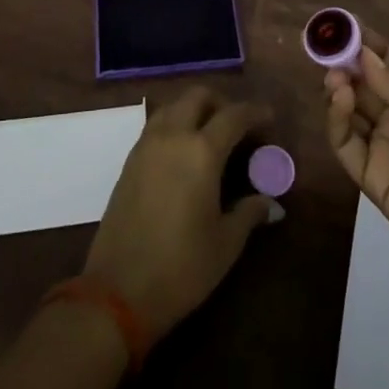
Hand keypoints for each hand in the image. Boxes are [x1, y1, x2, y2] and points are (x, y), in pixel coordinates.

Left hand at [83, 87, 276, 336]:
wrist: (117, 291)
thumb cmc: (181, 268)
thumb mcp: (225, 244)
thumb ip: (250, 213)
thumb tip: (271, 202)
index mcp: (202, 151)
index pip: (234, 115)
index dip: (255, 112)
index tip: (270, 118)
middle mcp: (173, 136)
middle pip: (198, 96)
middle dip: (222, 102)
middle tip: (237, 125)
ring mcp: (146, 145)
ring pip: (173, 106)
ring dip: (194, 109)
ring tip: (210, 135)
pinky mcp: (129, 161)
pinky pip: (156, 125)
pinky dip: (175, 124)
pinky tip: (184, 152)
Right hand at [324, 30, 388, 301]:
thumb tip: (366, 61)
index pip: (387, 61)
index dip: (366, 42)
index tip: (342, 23)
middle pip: (361, 81)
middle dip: (344, 60)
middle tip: (328, 46)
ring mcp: (384, 146)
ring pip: (347, 109)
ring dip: (336, 85)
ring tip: (335, 73)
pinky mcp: (372, 177)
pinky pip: (345, 143)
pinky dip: (335, 118)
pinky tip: (340, 97)